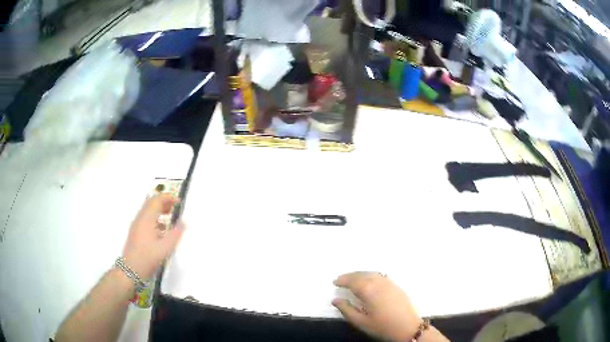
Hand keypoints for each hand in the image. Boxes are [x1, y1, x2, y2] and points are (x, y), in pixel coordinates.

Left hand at [122, 194, 185, 279]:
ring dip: (159, 210)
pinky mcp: (135, 233)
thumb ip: (175, 235)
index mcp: (146, 219)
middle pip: (151, 203)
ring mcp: (136, 226)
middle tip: (175, 206)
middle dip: (163, 202)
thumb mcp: (165, 248)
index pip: (156, 200)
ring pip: (148, 211)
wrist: (130, 270)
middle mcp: (140, 219)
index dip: (167, 198)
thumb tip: (183, 223)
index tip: (178, 202)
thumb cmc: (148, 258)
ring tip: (170, 216)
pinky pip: (145, 219)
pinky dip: (155, 218)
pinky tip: (161, 230)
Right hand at [332, 272, 421, 341]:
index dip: (342, 280)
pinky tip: (369, 281)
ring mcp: (389, 283)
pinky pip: (380, 276)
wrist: (408, 327)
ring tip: (353, 279)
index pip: (352, 281)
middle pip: (362, 275)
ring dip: (360, 274)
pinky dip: (371, 275)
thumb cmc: (382, 326)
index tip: (334, 282)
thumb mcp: (361, 322)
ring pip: (372, 273)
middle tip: (341, 279)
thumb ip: (346, 310)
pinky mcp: (396, 286)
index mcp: (369, 290)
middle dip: (350, 276)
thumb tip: (335, 300)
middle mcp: (379, 282)